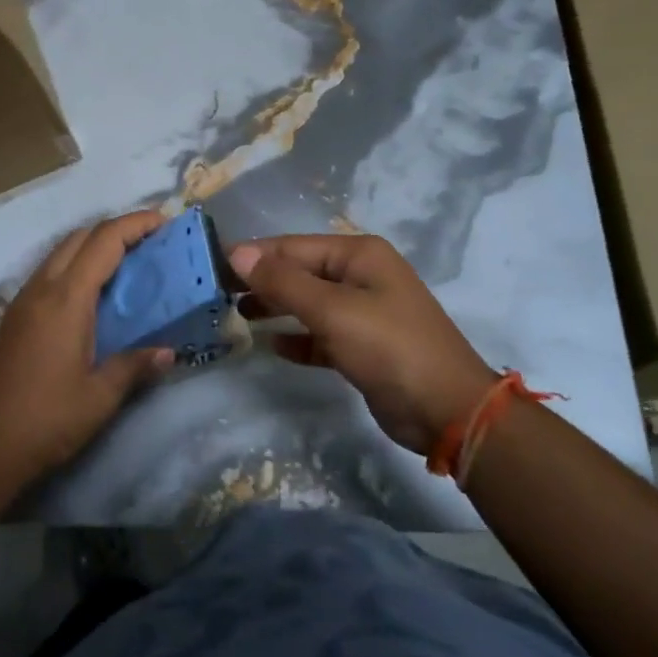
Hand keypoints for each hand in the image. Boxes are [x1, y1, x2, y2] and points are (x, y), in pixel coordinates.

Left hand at [0, 211, 174, 487]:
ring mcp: (23, 302)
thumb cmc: (48, 420)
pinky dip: (76, 266)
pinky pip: (49, 273)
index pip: (104, 241)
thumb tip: (169, 352)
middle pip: (80, 236)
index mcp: (66, 299)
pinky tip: (94, 294)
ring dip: (94, 246)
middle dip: (117, 229)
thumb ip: (136, 365)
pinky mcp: (15, 318)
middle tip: (152, 242)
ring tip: (128, 263)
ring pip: (61, 252)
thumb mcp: (101, 396)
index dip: (136, 224)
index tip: (166, 222)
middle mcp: (42, 289)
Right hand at [230, 234, 495, 453]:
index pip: (294, 246)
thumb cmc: (389, 347)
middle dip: (262, 281)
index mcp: (359, 255)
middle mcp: (361, 276)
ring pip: (308, 303)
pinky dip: (297, 338)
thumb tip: (238, 252)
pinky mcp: (362, 346)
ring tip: (236, 316)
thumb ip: (284, 282)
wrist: (447, 410)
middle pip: (300, 271)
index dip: (254, 255)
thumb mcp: (333, 311)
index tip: (211, 266)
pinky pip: (320, 334)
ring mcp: (363, 312)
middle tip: (217, 294)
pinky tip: (271, 345)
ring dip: (275, 308)